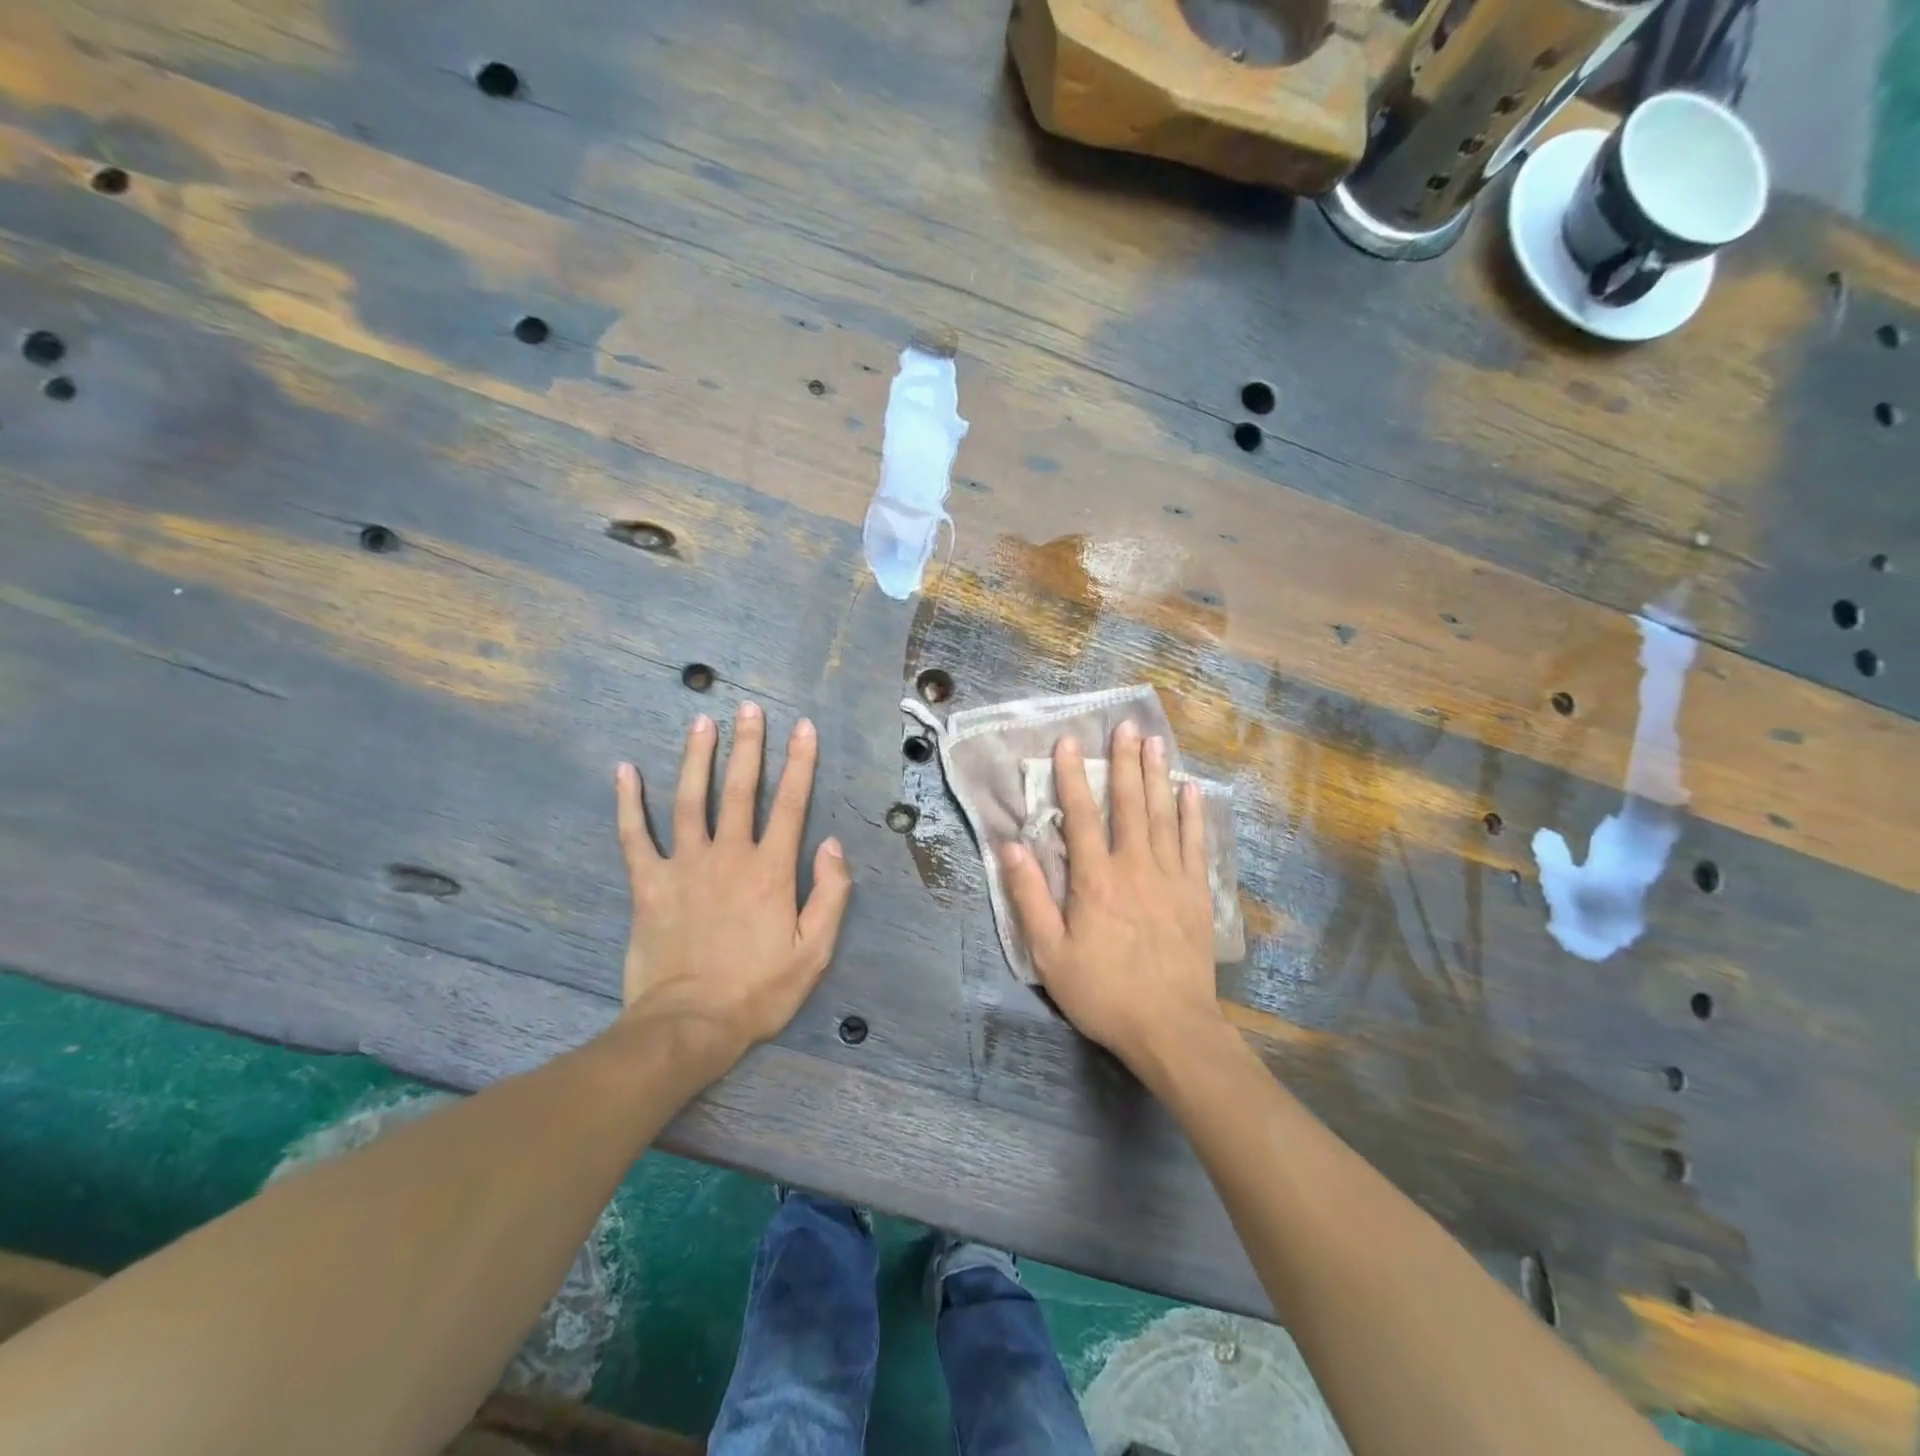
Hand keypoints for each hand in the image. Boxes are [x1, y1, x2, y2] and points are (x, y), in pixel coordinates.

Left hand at [614, 703, 852, 1068]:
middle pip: (741, 789)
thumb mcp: (814, 951)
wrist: (689, 1026)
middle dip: (748, 746)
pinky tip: (625, 771)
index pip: (790, 804)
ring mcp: (685, 866)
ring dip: (697, 758)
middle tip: (749, 708)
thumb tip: (834, 844)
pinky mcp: (648, 884)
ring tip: (702, 722)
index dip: (800, 763)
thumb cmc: (758, 990)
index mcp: (771, 870)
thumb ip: (830, 894)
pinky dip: (628, 803)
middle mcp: (729, 856)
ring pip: (690, 800)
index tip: (803, 727)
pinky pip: (635, 837)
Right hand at [999, 724, 1223, 1071]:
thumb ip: (1029, 897)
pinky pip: (1195, 844)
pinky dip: (1193, 815)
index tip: (1069, 742)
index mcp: (1096, 879)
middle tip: (1126, 726)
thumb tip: (1010, 846)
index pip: (1082, 816)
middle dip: (1124, 762)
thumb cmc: (1103, 992)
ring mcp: (1171, 878)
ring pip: (1163, 815)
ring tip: (1155, 742)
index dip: (1073, 776)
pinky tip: (1192, 790)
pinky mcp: (1196, 894)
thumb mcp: (1049, 954)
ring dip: (1157, 776)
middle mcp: (1135, 866)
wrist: (1171, 1028)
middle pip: (1129, 804)